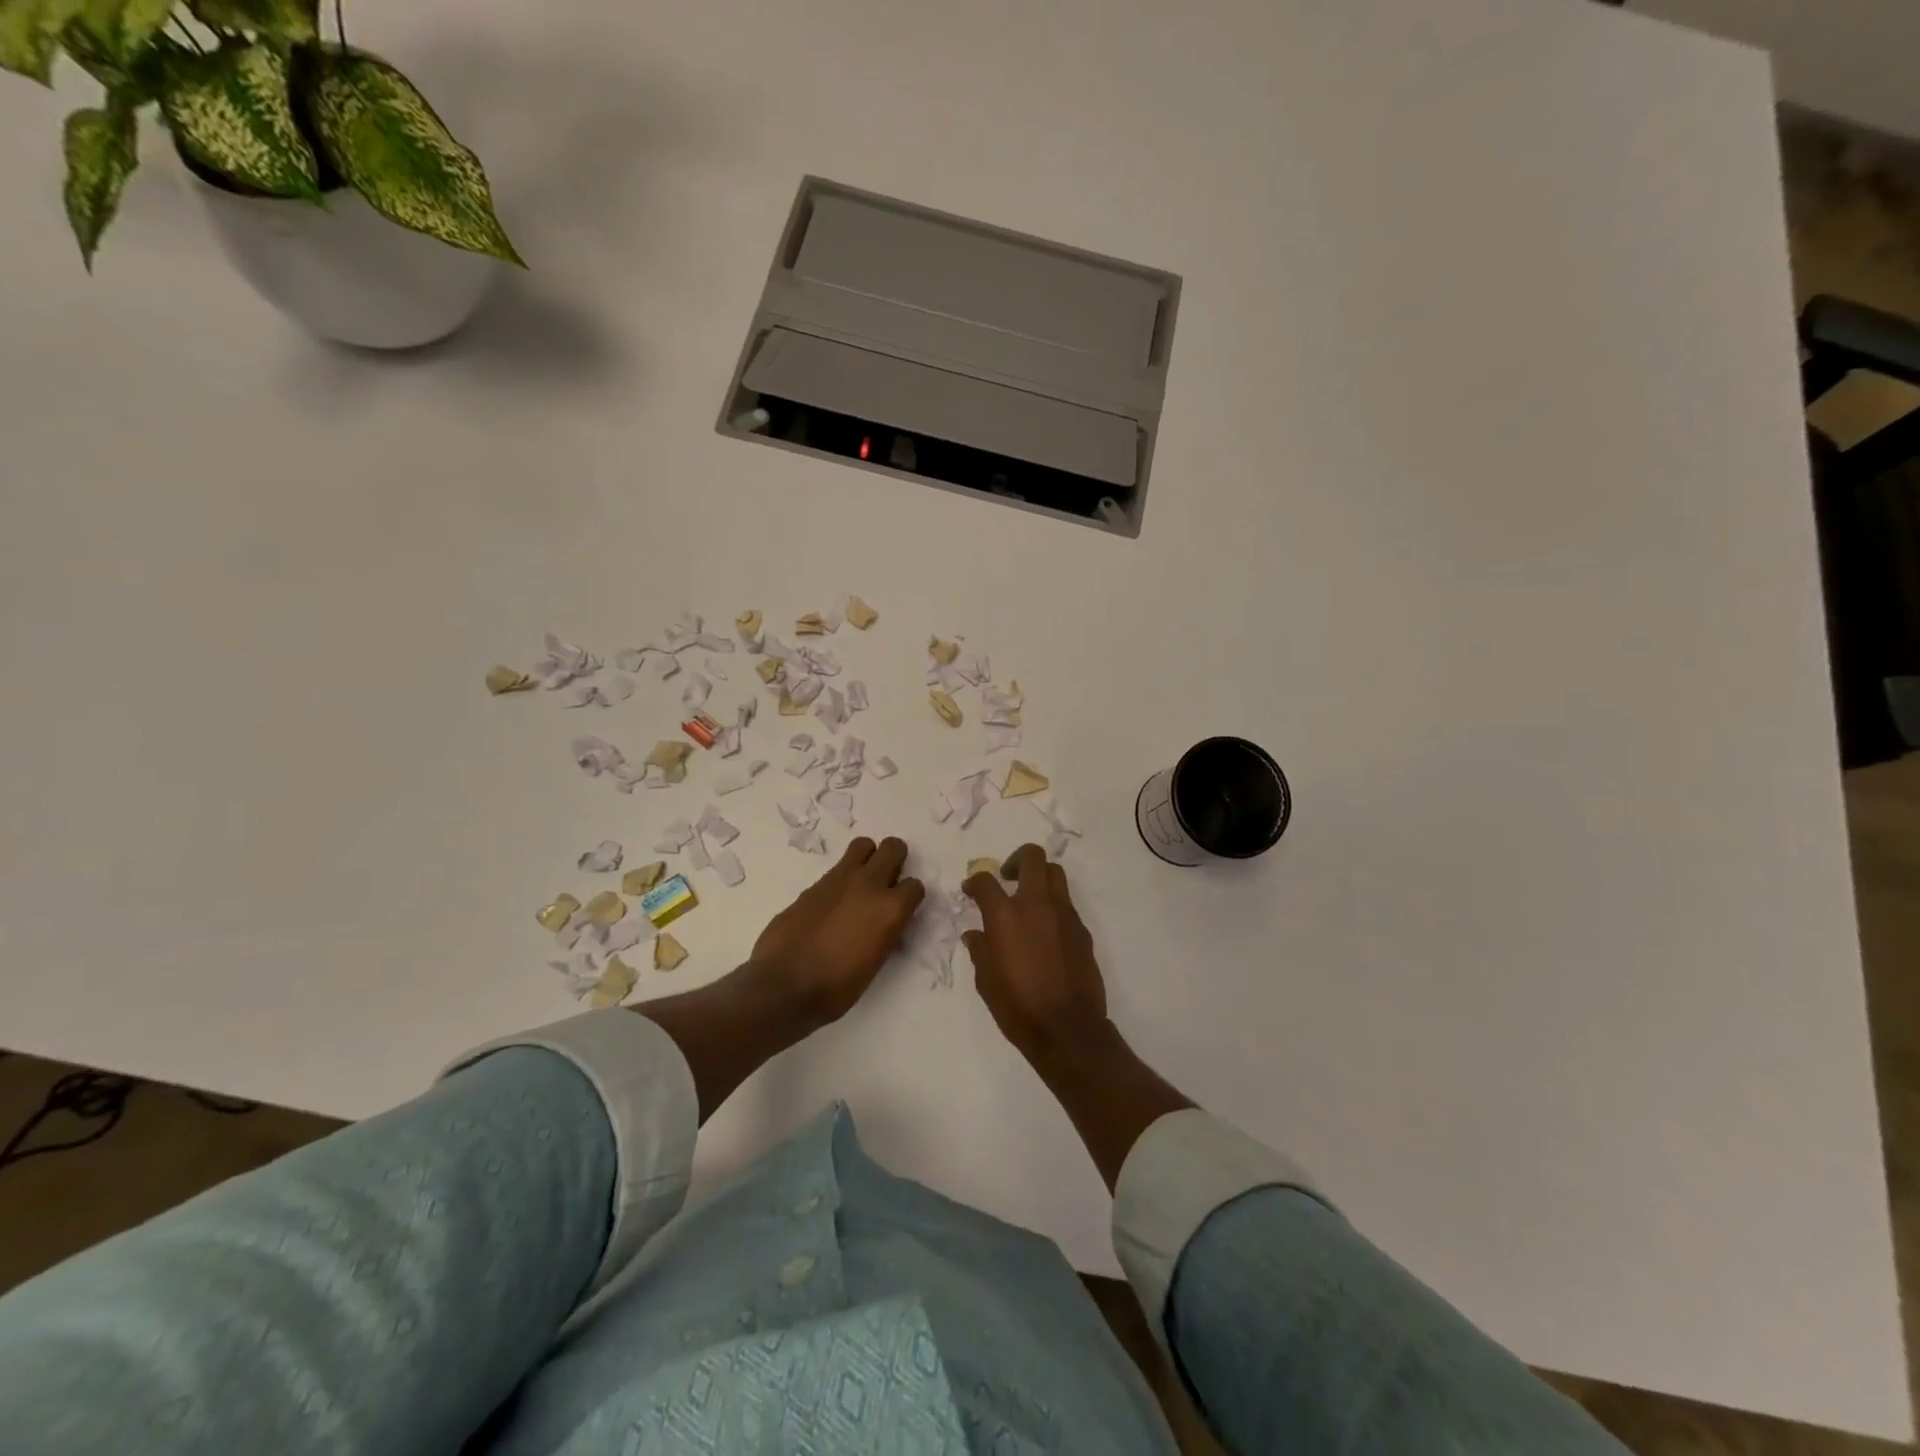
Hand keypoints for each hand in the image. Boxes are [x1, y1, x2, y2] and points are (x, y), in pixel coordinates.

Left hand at [751, 837, 923, 1023]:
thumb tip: (882, 923)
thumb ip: (884, 932)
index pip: (915, 886)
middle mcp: (869, 885)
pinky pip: (837, 868)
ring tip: (860, 881)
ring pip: (863, 845)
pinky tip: (832, 902)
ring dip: (867, 858)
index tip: (902, 909)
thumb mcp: (875, 962)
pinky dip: (841, 878)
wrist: (784, 985)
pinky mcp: (814, 884)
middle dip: (895, 860)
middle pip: (894, 847)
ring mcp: (839, 879)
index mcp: (890, 909)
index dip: (909, 897)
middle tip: (887, 881)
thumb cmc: (836, 987)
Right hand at [962, 844, 1107, 1057]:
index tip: (971, 889)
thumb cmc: (1018, 1007)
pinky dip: (1053, 906)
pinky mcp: (1082, 930)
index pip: (986, 880)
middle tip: (1007, 877)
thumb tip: (975, 935)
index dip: (976, 880)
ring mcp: (1064, 914)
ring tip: (1028, 899)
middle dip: (1016, 859)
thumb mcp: (986, 981)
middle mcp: (1036, 905)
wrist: (1068, 1029)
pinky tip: (1045, 931)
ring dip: (1040, 877)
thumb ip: (980, 950)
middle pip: (1032, 857)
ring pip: (1055, 874)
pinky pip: (1066, 904)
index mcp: (1005, 916)